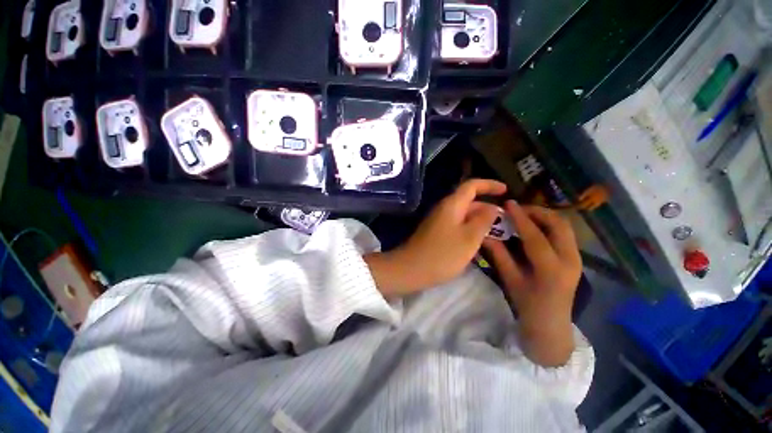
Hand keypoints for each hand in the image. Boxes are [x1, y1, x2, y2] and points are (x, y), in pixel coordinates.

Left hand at [365, 179, 506, 297]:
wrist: (411, 269)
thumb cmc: (443, 254)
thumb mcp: (470, 237)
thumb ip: (484, 220)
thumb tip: (492, 207)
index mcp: (452, 205)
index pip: (472, 185)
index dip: (489, 185)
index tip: (506, 190)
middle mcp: (444, 209)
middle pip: (468, 200)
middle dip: (487, 206)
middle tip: (506, 219)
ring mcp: (438, 221)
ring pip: (463, 215)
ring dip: (479, 220)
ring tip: (497, 231)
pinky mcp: (436, 232)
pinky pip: (457, 225)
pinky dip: (469, 229)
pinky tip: (478, 241)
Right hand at [483, 201, 581, 366]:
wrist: (552, 325)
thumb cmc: (528, 305)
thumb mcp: (510, 279)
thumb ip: (499, 255)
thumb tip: (485, 234)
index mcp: (551, 269)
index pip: (535, 235)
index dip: (520, 217)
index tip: (508, 204)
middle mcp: (570, 260)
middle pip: (559, 224)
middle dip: (537, 211)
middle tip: (517, 209)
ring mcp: (576, 258)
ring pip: (564, 226)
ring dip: (544, 216)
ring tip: (524, 215)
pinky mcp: (576, 258)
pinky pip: (564, 233)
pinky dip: (549, 224)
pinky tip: (534, 227)